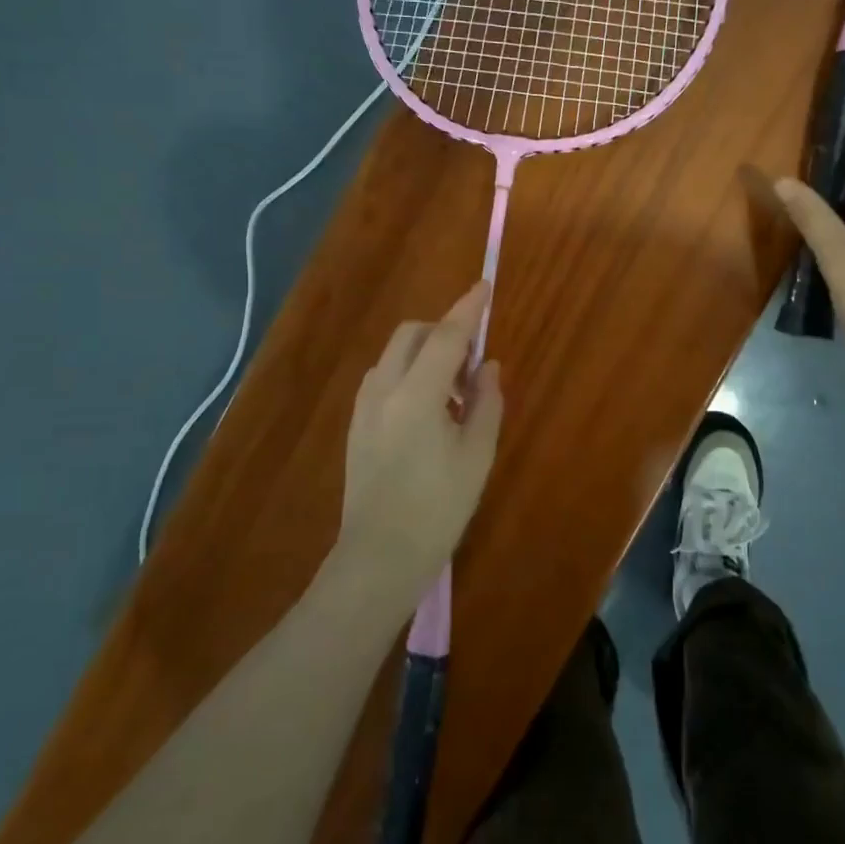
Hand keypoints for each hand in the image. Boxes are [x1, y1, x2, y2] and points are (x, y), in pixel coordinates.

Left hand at [335, 282, 503, 601]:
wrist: (379, 557)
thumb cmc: (438, 509)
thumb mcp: (476, 456)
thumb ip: (487, 403)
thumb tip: (488, 367)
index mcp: (416, 395)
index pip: (446, 336)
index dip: (468, 309)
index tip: (485, 286)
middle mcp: (383, 389)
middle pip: (413, 335)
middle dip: (444, 331)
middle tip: (473, 363)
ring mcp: (364, 406)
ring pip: (396, 354)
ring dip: (426, 353)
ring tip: (454, 393)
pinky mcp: (356, 423)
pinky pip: (385, 377)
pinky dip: (410, 373)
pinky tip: (429, 409)